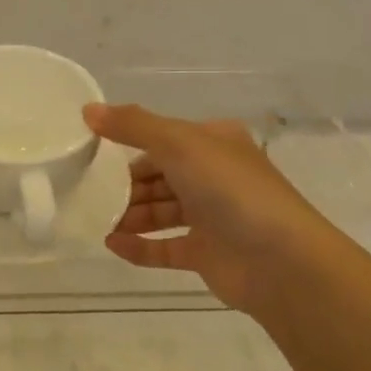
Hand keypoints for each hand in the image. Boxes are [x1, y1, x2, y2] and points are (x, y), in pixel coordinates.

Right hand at [84, 103, 343, 313]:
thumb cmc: (231, 190)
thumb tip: (88, 110)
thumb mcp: (179, 143)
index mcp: (213, 143)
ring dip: (129, 215)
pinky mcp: (207, 255)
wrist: (282, 261)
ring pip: (161, 211)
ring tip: (95, 219)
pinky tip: (111, 245)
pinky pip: (165, 248)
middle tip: (89, 191)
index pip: (163, 138)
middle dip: (125, 184)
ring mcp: (212, 218)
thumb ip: (132, 125)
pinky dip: (139, 246)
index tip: (92, 152)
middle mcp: (214, 176)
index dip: (128, 143)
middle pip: (159, 176)